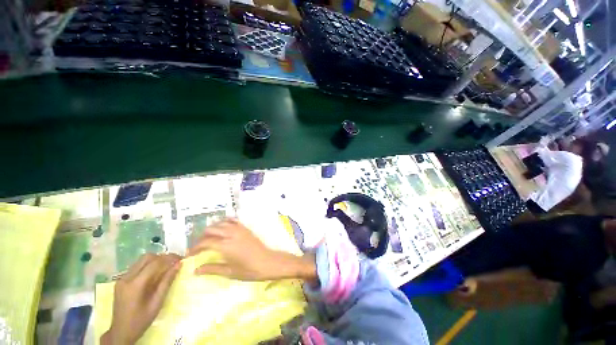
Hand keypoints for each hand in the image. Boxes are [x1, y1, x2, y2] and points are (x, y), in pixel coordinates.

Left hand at [101, 253, 181, 344]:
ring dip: (156, 260)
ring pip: (141, 261)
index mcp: (135, 285)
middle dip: (163, 257)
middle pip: (147, 258)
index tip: (181, 259)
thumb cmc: (141, 320)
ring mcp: (121, 279)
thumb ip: (167, 282)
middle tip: (174, 262)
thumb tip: (178, 265)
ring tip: (166, 266)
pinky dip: (148, 266)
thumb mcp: (157, 302)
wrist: (121, 332)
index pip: (154, 263)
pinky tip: (155, 273)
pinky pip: (137, 267)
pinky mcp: (121, 281)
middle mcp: (126, 278)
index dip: (169, 258)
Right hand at [188, 218, 316, 282]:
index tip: (189, 255)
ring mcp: (240, 229)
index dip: (194, 248)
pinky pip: (233, 220)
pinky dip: (225, 221)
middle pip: (211, 230)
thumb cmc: (250, 270)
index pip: (205, 243)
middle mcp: (232, 234)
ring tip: (207, 238)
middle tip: (197, 247)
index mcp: (226, 245)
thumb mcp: (230, 272)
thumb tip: (195, 270)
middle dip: (201, 237)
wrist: (268, 262)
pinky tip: (222, 228)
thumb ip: (212, 269)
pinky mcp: (246, 228)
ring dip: (212, 228)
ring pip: (221, 223)